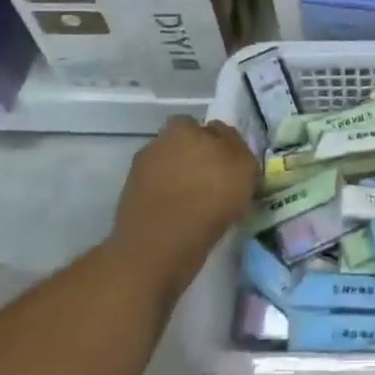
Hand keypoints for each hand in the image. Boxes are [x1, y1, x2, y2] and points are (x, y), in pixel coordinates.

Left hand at [108, 117, 258, 300]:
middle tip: (215, 182)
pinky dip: (169, 199)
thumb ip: (238, 147)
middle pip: (185, 145)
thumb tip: (227, 142)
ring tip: (199, 203)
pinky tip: (182, 216)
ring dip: (182, 178)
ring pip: (170, 168)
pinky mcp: (130, 198)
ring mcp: (141, 170)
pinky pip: (159, 191)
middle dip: (197, 157)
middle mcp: (159, 142)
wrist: (159, 247)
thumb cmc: (209, 201)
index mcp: (185, 128)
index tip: (231, 165)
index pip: (209, 128)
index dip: (222, 144)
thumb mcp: (243, 169)